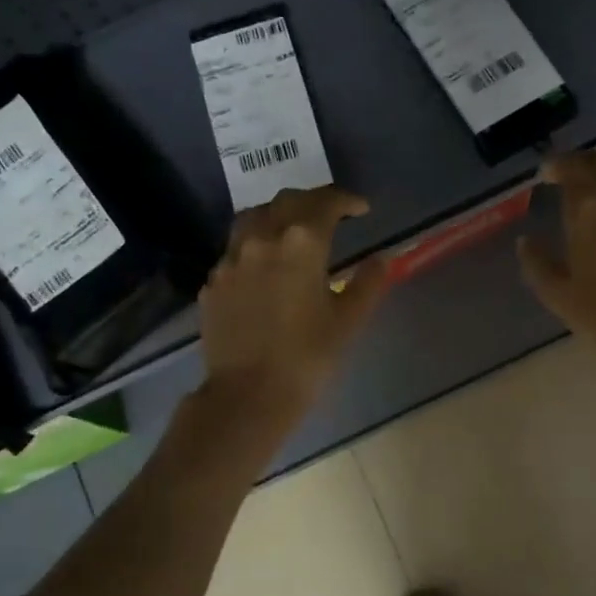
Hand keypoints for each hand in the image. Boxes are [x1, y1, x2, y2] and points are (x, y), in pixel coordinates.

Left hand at [198, 186, 387, 437]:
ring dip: (278, 214)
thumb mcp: (348, 321)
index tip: (361, 209)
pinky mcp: (213, 282)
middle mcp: (262, 239)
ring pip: (254, 218)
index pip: (324, 203)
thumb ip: (368, 283)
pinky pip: (236, 249)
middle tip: (331, 214)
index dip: (345, 200)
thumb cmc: (307, 358)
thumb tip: (381, 259)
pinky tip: (264, 266)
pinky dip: (255, 245)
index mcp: (301, 243)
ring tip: (292, 229)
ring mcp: (231, 259)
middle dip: (312, 201)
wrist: (248, 395)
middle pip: (287, 201)